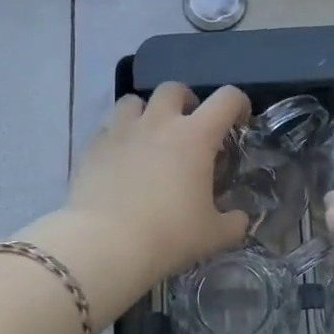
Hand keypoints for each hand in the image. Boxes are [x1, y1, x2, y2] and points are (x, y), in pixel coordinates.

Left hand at [62, 83, 251, 298]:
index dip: (239, 104)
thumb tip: (240, 218)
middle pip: (174, 89)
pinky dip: (118, 136)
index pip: (227, 99)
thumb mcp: (214, 235)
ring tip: (149, 137)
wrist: (105, 244)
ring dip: (146, 112)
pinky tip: (120, 159)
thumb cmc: (168, 235)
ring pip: (133, 101)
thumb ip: (234, 222)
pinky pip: (107, 128)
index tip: (239, 122)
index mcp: (195, 136)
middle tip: (188, 127)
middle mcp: (159, 123)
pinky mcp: (93, 146)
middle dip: (185, 101)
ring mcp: (121, 131)